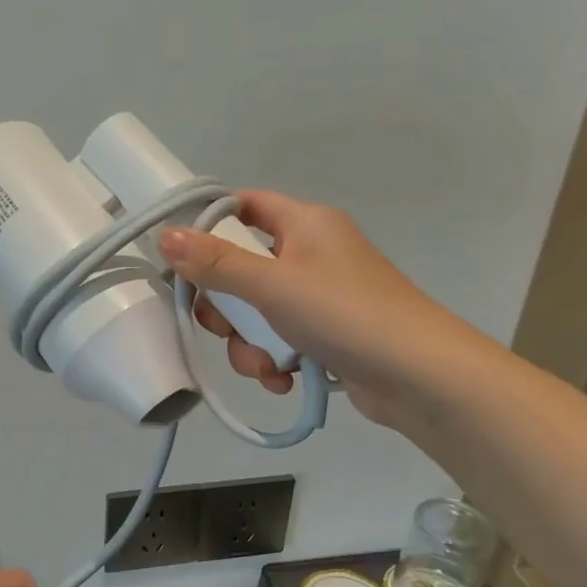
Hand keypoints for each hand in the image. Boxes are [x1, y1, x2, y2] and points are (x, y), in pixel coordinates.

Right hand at [157, 190, 478, 423]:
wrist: (422, 378)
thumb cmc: (345, 314)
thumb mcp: (271, 285)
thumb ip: (215, 263)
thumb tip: (164, 236)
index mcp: (305, 224)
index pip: (245, 206)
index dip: (210, 226)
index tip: (182, 259)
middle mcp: (311, 254)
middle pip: (241, 267)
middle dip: (226, 307)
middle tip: (222, 325)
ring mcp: (319, 298)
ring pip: (256, 313)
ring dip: (249, 344)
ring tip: (266, 366)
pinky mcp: (325, 336)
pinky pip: (279, 341)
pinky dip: (274, 361)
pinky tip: (283, 380)